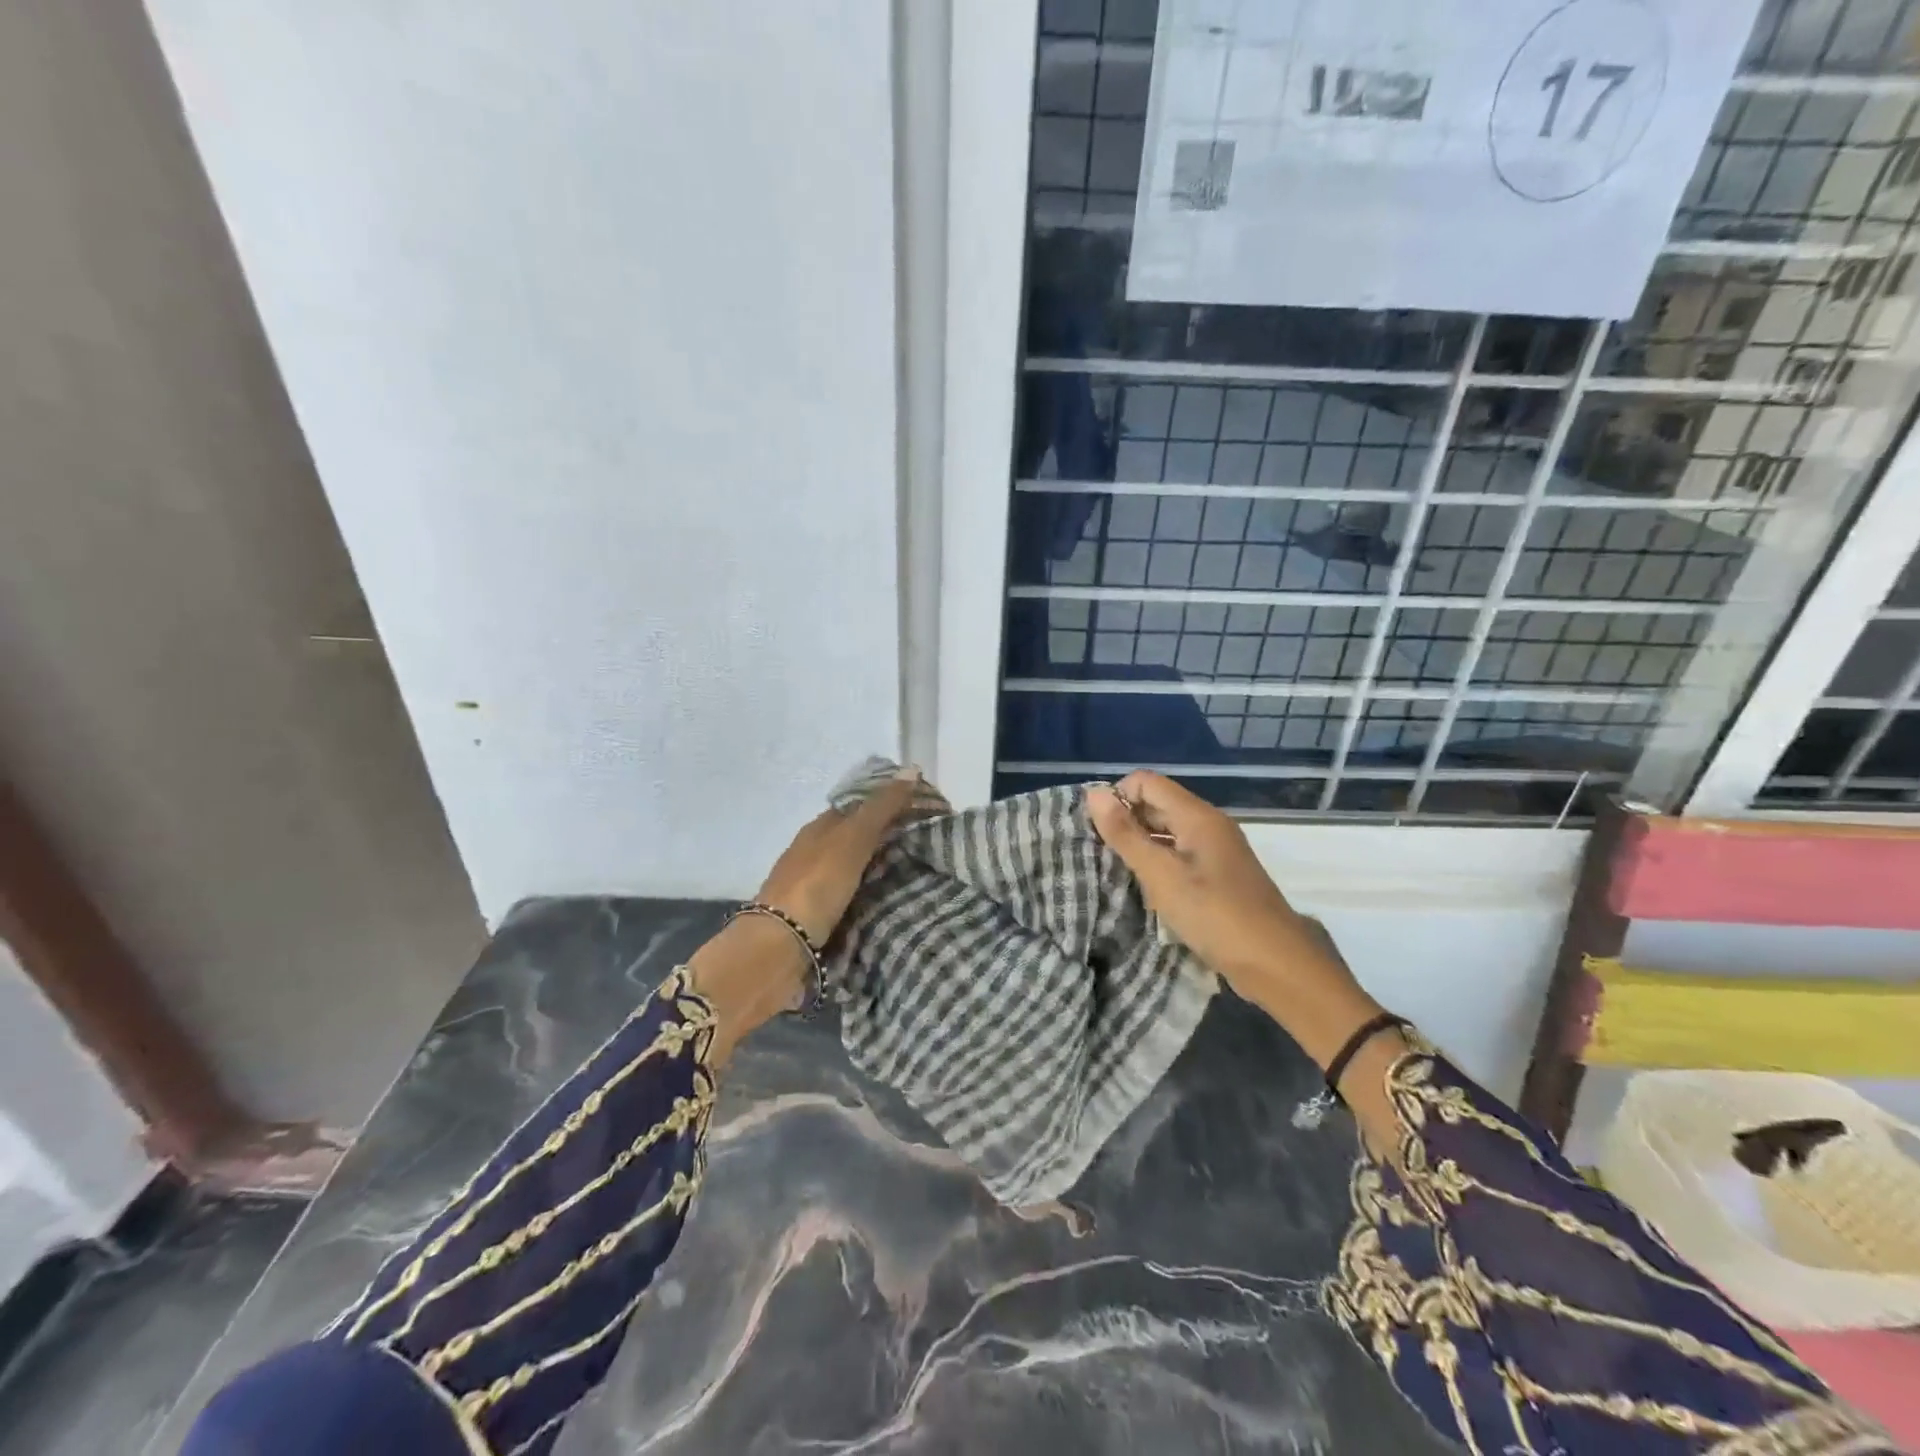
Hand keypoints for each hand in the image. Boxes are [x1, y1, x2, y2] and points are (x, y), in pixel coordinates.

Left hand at [690, 765, 921, 1065]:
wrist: (778, 948)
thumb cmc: (816, 885)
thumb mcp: (853, 839)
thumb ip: (882, 807)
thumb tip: (912, 768)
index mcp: (819, 828)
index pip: (860, 806)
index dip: (891, 804)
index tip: (927, 811)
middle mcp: (813, 852)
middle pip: (857, 837)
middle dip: (889, 837)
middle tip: (932, 843)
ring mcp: (813, 886)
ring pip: (855, 868)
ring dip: (881, 867)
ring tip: (921, 873)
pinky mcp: (816, 917)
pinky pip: (852, 896)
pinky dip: (872, 893)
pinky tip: (892, 900)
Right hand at [1087, 771, 1384, 1067]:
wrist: (1277, 965)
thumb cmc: (1216, 916)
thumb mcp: (1162, 876)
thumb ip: (1126, 835)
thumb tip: (1094, 794)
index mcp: (1198, 816)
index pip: (1146, 782)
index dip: (1117, 797)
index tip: (1095, 830)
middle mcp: (1208, 825)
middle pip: (1157, 805)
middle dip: (1125, 822)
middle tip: (1097, 853)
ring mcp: (1216, 852)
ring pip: (1167, 833)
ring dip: (1139, 846)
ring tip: (1113, 872)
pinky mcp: (1219, 877)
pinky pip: (1179, 857)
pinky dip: (1158, 865)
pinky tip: (1143, 890)